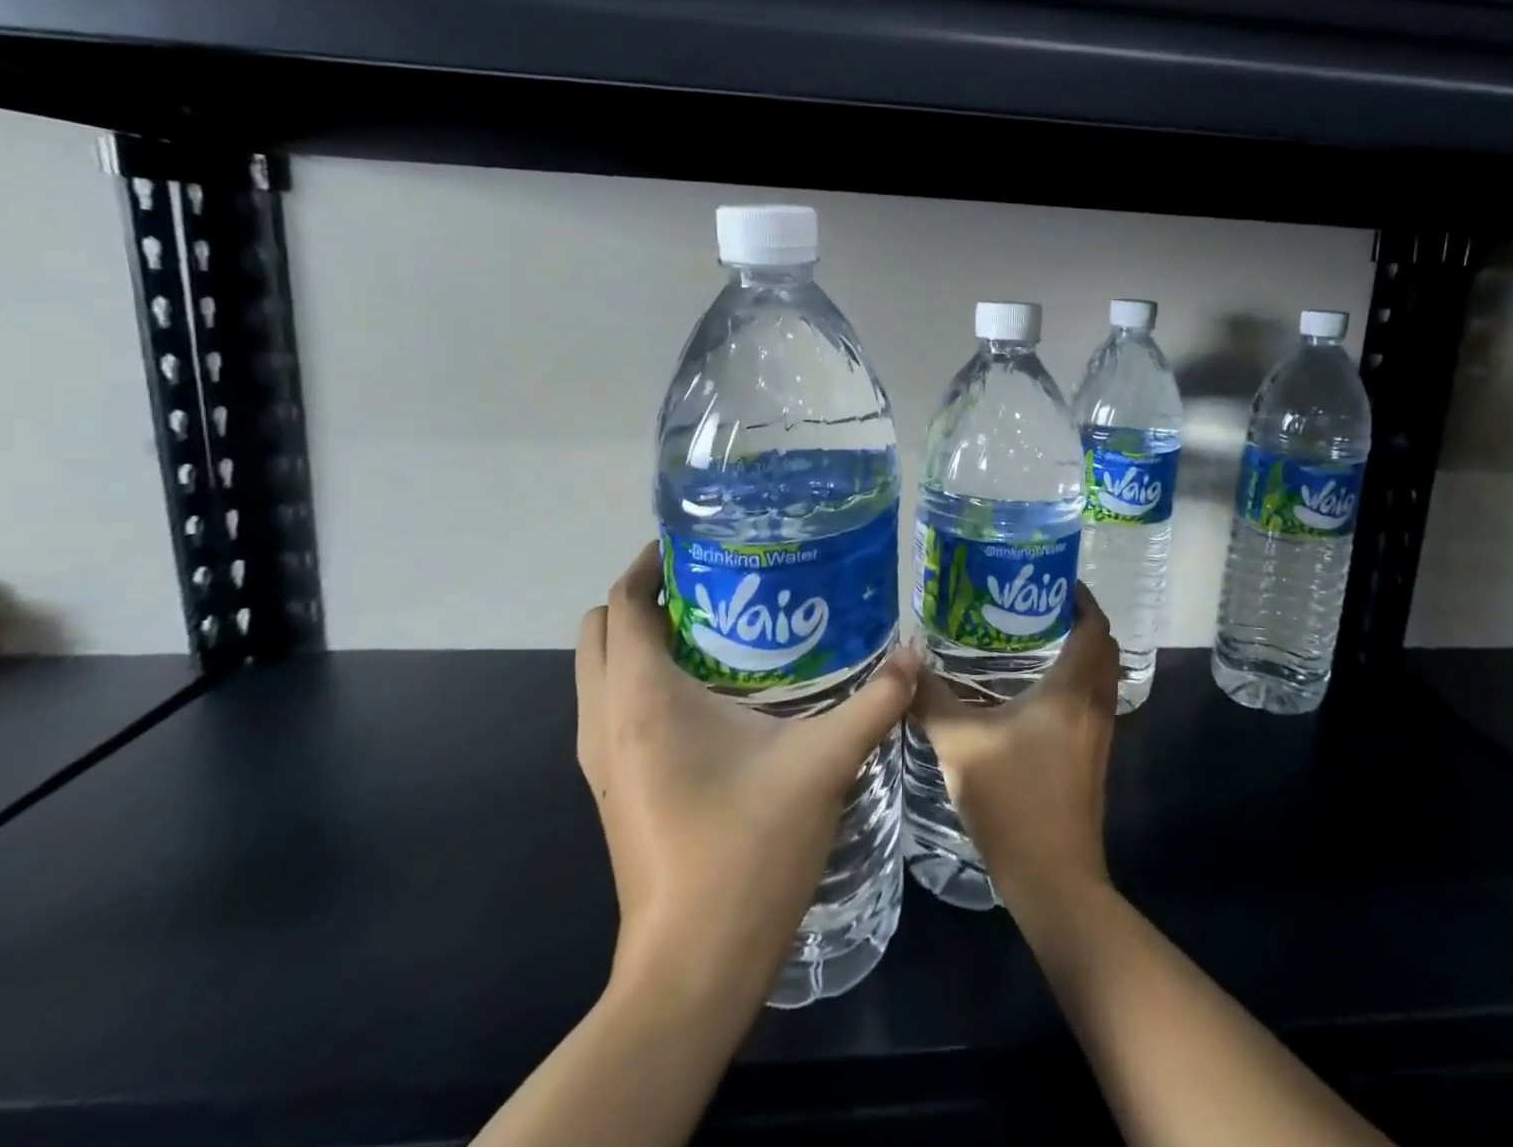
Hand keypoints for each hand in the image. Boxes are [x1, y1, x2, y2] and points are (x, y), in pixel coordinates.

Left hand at [576, 542, 918, 991]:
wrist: (690, 970)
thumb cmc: (746, 851)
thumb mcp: (822, 765)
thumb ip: (874, 703)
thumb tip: (914, 656)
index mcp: (643, 697)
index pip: (624, 603)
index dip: (649, 563)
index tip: (698, 542)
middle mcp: (606, 719)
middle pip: (601, 628)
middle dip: (645, 596)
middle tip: (712, 584)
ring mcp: (601, 760)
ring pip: (598, 670)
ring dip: (639, 639)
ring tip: (712, 629)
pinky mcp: (611, 790)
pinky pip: (610, 708)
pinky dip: (639, 680)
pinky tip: (706, 696)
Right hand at [909, 584, 1119, 924]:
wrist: (1053, 879)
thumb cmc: (1012, 801)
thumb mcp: (959, 745)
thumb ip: (931, 700)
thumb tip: (905, 665)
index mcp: (1071, 691)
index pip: (1093, 627)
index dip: (1080, 597)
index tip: (1051, 578)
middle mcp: (1094, 705)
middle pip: (1104, 647)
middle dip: (1080, 620)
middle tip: (1037, 605)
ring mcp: (1100, 734)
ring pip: (1101, 675)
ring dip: (1080, 651)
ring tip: (1034, 639)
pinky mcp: (1095, 757)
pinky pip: (1093, 700)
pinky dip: (1076, 681)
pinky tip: (1036, 691)